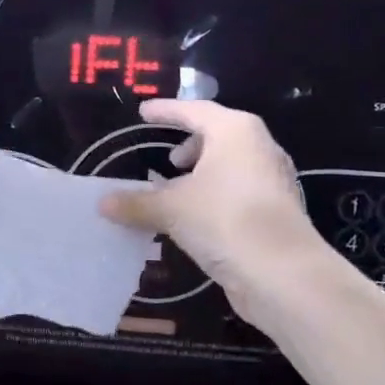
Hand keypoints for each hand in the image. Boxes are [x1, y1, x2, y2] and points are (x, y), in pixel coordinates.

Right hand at [100, 99, 320, 321]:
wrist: (282, 273)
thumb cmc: (224, 220)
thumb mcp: (170, 209)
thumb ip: (135, 202)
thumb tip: (102, 203)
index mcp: (235, 131)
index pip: (193, 110)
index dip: (165, 111)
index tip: (143, 113)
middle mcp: (258, 147)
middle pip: (217, 135)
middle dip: (189, 146)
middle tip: (166, 160)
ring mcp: (272, 179)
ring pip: (229, 165)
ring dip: (201, 175)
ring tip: (176, 192)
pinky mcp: (275, 210)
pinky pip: (237, 190)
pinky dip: (213, 196)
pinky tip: (195, 218)